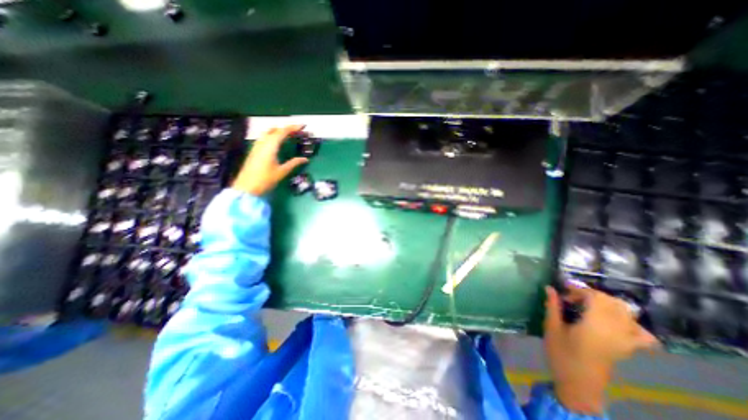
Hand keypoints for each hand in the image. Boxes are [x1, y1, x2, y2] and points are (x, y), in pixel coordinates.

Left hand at [231, 125, 306, 196]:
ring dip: (279, 131)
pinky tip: (277, 143)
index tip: (303, 126)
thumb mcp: (282, 171)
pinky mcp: (254, 151)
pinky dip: (273, 136)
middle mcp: (263, 143)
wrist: (246, 188)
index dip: (293, 127)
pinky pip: (264, 138)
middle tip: (298, 132)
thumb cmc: (265, 180)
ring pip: (268, 133)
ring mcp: (257, 146)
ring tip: (289, 135)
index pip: (283, 132)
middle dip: (287, 129)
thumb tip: (305, 159)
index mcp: (270, 146)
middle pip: (275, 130)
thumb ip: (294, 163)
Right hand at [542, 287, 655, 415]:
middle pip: (612, 302)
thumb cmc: (561, 354)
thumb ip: (553, 306)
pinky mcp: (628, 349)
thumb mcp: (551, 328)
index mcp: (594, 325)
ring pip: (627, 313)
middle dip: (591, 294)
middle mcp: (615, 330)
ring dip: (608, 304)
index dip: (578, 289)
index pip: (595, 297)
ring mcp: (625, 340)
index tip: (563, 289)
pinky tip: (614, 322)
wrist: (579, 384)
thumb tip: (550, 288)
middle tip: (572, 298)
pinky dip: (631, 323)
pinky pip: (641, 333)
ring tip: (590, 306)